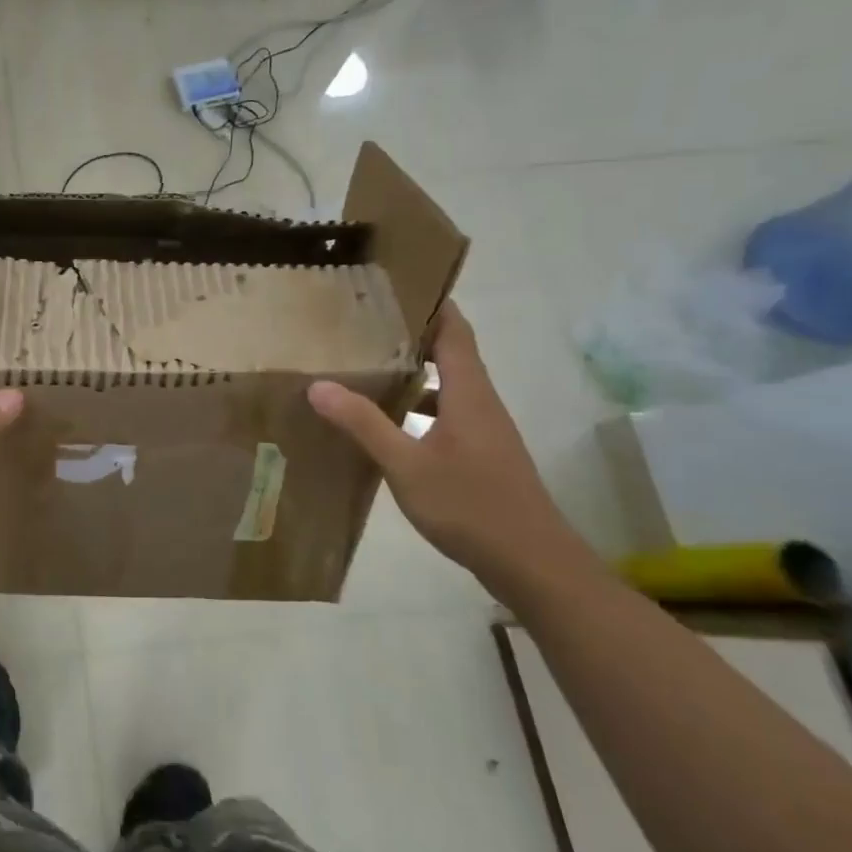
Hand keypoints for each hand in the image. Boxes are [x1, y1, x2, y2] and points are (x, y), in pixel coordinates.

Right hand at [307, 302, 584, 589]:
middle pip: (452, 356)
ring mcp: (485, 433)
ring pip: (448, 389)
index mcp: (470, 395)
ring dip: (414, 375)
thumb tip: (318, 385)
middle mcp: (482, 405)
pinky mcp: (482, 457)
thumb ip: (364, 424)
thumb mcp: (406, 465)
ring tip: (368, 368)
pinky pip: (447, 416)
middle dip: (413, 336)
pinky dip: (419, 408)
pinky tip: (388, 425)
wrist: (533, 564)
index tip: (398, 287)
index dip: (433, 306)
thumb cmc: (471, 506)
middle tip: (365, 326)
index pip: (455, 333)